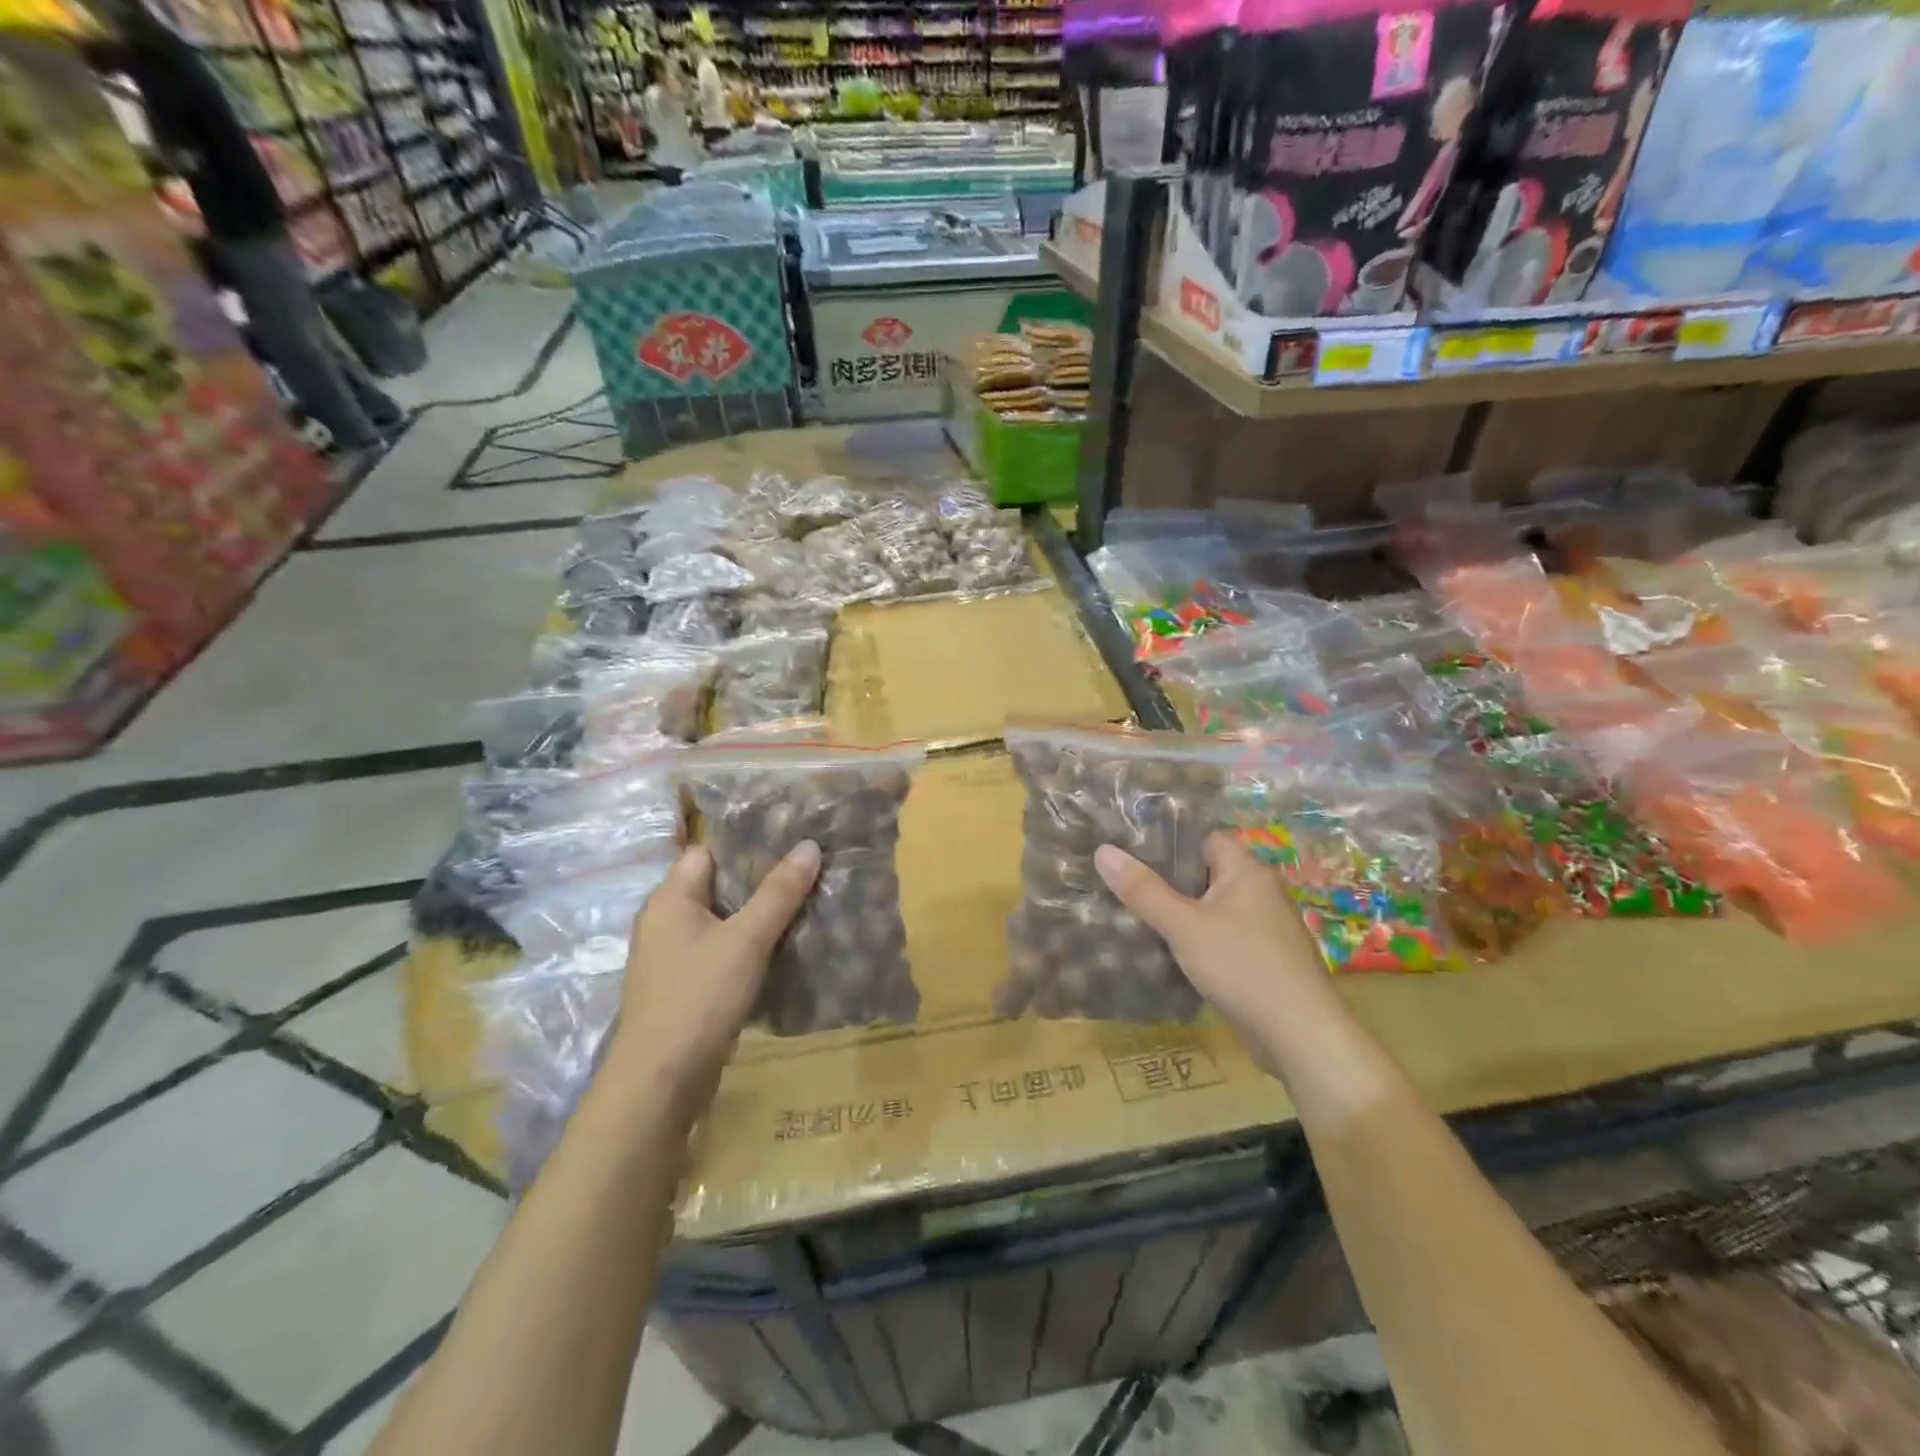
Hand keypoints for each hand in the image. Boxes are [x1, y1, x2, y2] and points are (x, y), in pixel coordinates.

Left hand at [602, 841, 820, 1123]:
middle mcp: (664, 921)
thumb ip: (779, 892)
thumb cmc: (699, 997)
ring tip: (802, 905)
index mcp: (670, 898)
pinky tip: (780, 949)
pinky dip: (746, 946)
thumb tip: (809, 845)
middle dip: (758, 880)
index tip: (789, 842)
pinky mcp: (683, 986)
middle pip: (716, 886)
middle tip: (806, 872)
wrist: (660, 1081)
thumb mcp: (747, 939)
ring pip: (720, 921)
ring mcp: (671, 956)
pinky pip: (719, 951)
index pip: (707, 852)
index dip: (745, 845)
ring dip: (755, 916)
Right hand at [1095, 833, 1333, 1057]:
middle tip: (1123, 883)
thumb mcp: (1183, 925)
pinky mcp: (1263, 960)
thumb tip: (1103, 850)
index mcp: (1247, 872)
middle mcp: (1260, 892)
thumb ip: (1143, 890)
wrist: (1301, 1035)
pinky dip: (1196, 941)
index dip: (1170, 841)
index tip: (1130, 849)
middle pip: (1206, 874)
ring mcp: (1265, 929)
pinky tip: (1167, 952)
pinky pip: (1222, 937)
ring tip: (1134, 916)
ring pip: (1212, 909)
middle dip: (1167, 880)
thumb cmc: (1242, 965)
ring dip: (1180, 914)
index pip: (1205, 839)